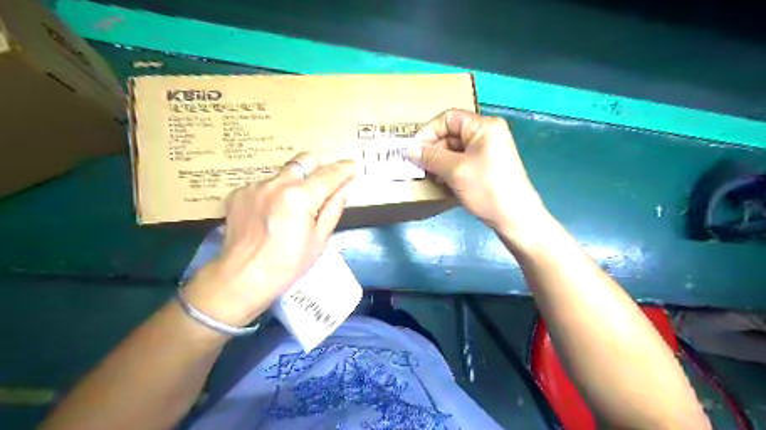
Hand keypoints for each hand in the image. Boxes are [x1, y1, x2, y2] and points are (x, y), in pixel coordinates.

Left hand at [184, 152, 355, 325]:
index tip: (351, 167)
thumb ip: (333, 208)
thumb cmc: (288, 264)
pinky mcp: (239, 193)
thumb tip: (343, 188)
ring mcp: (255, 186)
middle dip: (319, 168)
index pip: (328, 174)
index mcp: (299, 197)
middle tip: (324, 185)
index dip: (344, 169)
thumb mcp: (319, 239)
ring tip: (293, 207)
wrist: (242, 277)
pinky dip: (274, 193)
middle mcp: (276, 184)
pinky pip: (265, 184)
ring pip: (284, 173)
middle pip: (304, 160)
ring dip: (295, 182)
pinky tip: (272, 214)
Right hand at [410, 109, 546, 232]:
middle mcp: (486, 134)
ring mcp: (487, 152)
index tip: (413, 151)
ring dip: (438, 163)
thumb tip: (409, 150)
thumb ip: (431, 157)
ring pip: (454, 151)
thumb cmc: (487, 189)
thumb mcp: (456, 171)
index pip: (448, 118)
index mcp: (483, 126)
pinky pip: (461, 163)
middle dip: (432, 150)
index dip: (428, 132)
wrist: (515, 218)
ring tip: (429, 177)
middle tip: (418, 167)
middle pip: (450, 134)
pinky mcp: (486, 167)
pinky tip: (441, 184)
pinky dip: (449, 171)